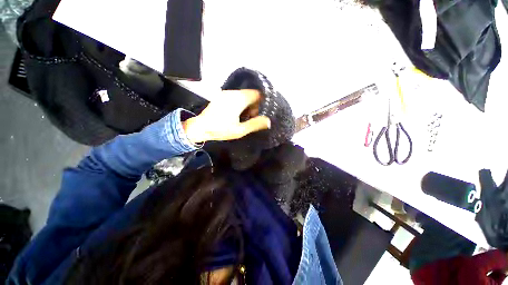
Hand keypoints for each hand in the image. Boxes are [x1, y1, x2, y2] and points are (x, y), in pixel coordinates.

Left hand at [182, 89, 270, 142]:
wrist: (200, 127)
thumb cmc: (221, 129)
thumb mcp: (240, 130)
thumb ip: (255, 124)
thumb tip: (268, 121)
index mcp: (238, 99)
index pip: (256, 94)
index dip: (260, 103)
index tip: (256, 114)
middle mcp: (232, 93)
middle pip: (250, 94)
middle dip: (253, 105)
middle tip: (249, 118)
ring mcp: (225, 93)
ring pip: (243, 95)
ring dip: (246, 105)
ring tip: (242, 117)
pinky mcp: (221, 96)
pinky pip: (236, 97)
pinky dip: (240, 104)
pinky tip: (235, 114)